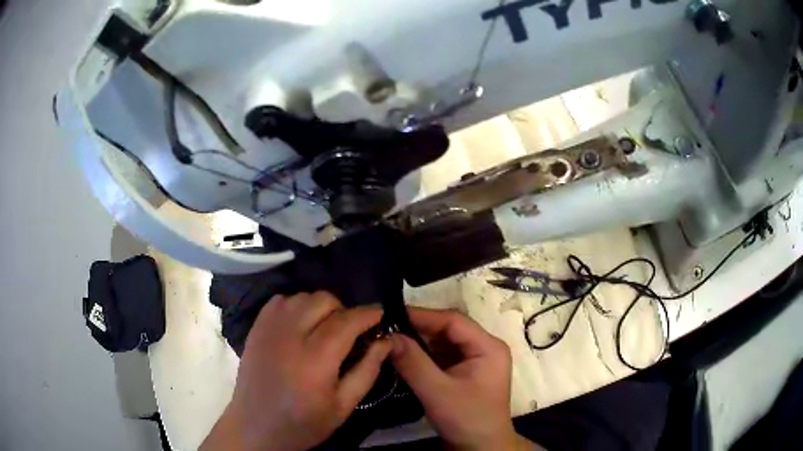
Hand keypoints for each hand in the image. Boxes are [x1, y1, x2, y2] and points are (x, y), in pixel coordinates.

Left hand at [201, 292, 390, 450]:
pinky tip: (300, 324)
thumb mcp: (344, 406)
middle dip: (344, 310)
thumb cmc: (304, 423)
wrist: (256, 427)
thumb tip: (386, 341)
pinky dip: (296, 305)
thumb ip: (367, 371)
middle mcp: (291, 336)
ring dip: (320, 307)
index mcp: (316, 359)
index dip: (368, 313)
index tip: (380, 313)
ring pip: (302, 297)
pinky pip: (280, 300)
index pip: (347, 321)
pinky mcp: (256, 328)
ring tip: (324, 328)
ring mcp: (269, 329)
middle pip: (324, 300)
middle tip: (349, 331)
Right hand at [391, 308, 531, 450]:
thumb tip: (388, 336)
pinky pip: (441, 356)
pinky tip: (402, 356)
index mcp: (488, 347)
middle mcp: (483, 348)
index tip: (391, 315)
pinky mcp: (463, 372)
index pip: (453, 321)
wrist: (480, 448)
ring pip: (442, 342)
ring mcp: (474, 360)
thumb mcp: (438, 392)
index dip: (422, 315)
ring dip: (418, 342)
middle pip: (448, 330)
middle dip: (417, 329)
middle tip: (385, 328)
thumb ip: (413, 363)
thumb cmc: (466, 419)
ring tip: (389, 340)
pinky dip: (422, 356)